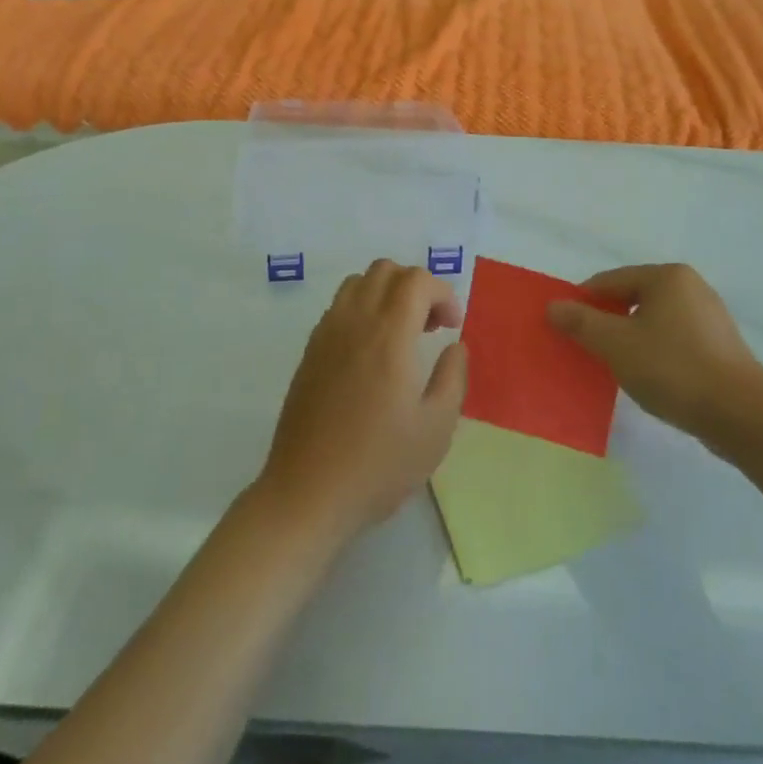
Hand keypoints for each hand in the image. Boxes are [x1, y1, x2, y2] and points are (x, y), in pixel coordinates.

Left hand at [257, 259, 467, 542]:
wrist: (308, 493)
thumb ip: (453, 377)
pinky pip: (339, 307)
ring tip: (401, 334)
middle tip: (431, 326)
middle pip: (385, 270)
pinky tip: (371, 353)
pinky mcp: (309, 352)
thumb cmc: (379, 464)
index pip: (416, 280)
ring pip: (358, 283)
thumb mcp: (436, 428)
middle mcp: (354, 322)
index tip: (453, 326)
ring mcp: (326, 334)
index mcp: (388, 335)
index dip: (443, 293)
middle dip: (416, 286)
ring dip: (387, 294)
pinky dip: (362, 309)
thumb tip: (455, 345)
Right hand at [546, 264, 762, 443]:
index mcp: (667, 277)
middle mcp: (690, 287)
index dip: (582, 302)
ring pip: (653, 321)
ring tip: (611, 365)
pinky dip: (653, 352)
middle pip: (631, 298)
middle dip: (605, 321)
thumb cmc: (673, 369)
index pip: (609, 280)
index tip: (563, 328)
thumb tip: (553, 306)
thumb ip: (581, 323)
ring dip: (628, 338)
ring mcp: (709, 316)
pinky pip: (673, 339)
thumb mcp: (616, 345)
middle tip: (584, 348)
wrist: (741, 415)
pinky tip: (646, 376)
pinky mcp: (719, 346)